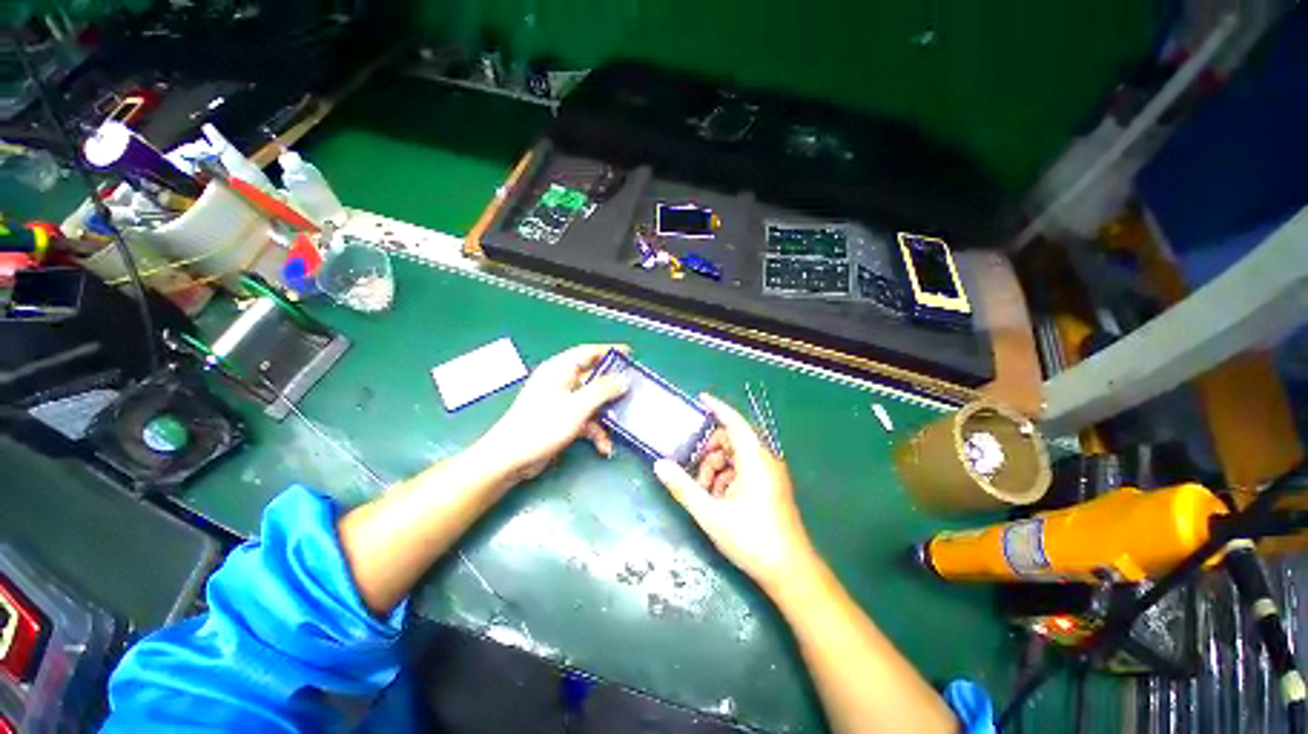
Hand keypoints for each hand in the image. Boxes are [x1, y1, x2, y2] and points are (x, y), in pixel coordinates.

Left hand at [477, 344, 629, 480]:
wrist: (511, 459)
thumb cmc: (542, 425)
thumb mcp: (578, 406)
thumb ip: (603, 390)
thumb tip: (624, 379)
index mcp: (560, 369)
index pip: (588, 352)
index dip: (609, 351)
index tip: (630, 354)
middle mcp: (561, 382)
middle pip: (593, 377)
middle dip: (612, 387)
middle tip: (633, 390)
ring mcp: (562, 402)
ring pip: (592, 401)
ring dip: (606, 415)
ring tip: (622, 424)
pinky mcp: (562, 419)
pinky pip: (586, 419)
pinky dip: (596, 431)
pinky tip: (604, 446)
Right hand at [654, 393, 815, 590]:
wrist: (789, 572)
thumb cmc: (751, 538)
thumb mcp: (710, 513)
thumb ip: (683, 487)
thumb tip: (659, 465)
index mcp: (755, 459)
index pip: (734, 422)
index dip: (717, 407)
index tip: (700, 399)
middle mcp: (765, 460)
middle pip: (732, 440)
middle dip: (710, 451)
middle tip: (694, 471)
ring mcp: (769, 474)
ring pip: (736, 456)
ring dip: (717, 467)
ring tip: (705, 492)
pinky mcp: (770, 486)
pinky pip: (744, 469)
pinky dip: (727, 477)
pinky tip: (718, 499)